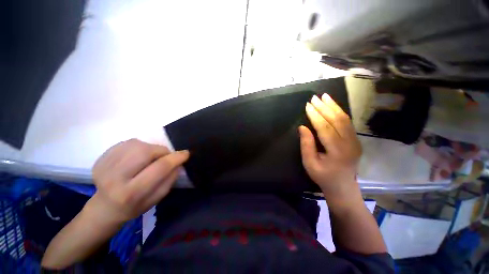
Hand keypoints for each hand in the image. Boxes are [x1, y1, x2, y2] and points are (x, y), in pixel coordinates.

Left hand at [89, 139, 188, 223]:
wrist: (106, 207)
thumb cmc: (135, 205)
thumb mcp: (158, 198)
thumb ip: (170, 179)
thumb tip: (179, 161)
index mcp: (131, 193)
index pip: (159, 168)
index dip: (176, 158)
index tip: (186, 153)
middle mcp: (115, 178)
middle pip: (145, 152)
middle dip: (162, 151)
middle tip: (165, 156)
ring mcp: (104, 166)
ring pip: (136, 144)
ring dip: (150, 147)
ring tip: (151, 157)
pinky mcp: (100, 159)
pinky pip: (126, 143)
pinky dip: (138, 146)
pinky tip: (137, 156)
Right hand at [299, 94, 361, 201]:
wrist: (343, 187)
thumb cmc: (323, 176)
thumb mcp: (309, 163)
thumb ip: (306, 145)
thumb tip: (302, 127)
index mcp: (337, 151)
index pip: (325, 128)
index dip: (316, 116)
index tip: (308, 105)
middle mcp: (350, 144)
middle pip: (337, 120)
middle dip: (325, 107)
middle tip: (315, 97)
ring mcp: (355, 142)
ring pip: (345, 119)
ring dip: (334, 106)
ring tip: (325, 97)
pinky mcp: (356, 140)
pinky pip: (348, 123)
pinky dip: (339, 112)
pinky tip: (333, 106)